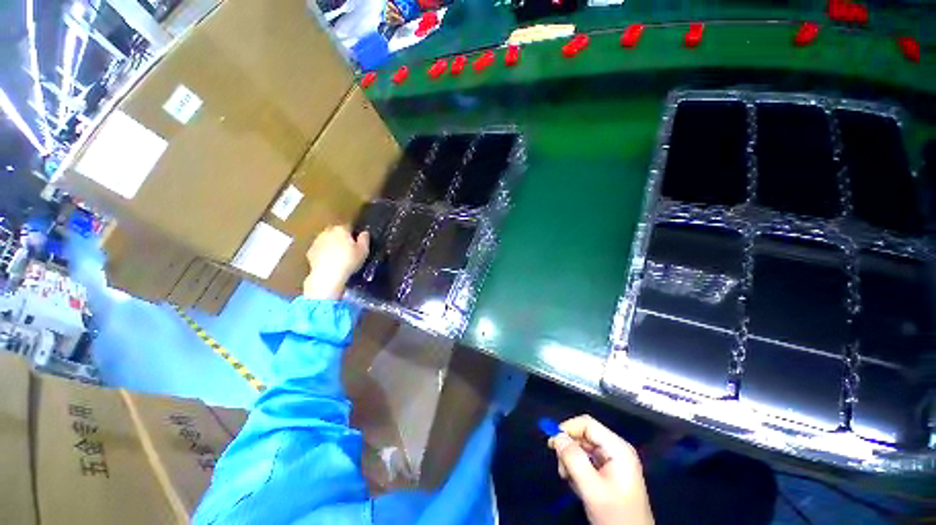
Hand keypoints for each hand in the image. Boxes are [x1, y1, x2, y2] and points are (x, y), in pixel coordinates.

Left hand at [303, 225, 369, 299]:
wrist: (327, 275)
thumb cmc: (349, 261)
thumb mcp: (363, 251)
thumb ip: (364, 239)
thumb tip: (364, 232)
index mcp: (341, 229)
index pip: (349, 226)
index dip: (353, 233)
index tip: (357, 242)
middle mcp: (327, 232)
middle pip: (336, 231)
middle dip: (341, 237)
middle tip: (348, 248)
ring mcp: (317, 241)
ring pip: (326, 239)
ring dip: (331, 244)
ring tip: (338, 256)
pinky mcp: (310, 251)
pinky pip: (320, 249)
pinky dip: (324, 253)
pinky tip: (329, 261)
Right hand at [548, 415, 653, 524]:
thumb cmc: (615, 515)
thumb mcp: (592, 489)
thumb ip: (573, 460)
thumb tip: (557, 437)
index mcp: (617, 448)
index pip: (587, 424)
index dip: (568, 429)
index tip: (552, 443)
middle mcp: (616, 449)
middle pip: (585, 435)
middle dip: (569, 448)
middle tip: (561, 467)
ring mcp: (614, 460)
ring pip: (584, 447)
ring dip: (572, 459)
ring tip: (568, 478)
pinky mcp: (610, 470)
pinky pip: (588, 459)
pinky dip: (578, 467)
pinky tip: (576, 482)